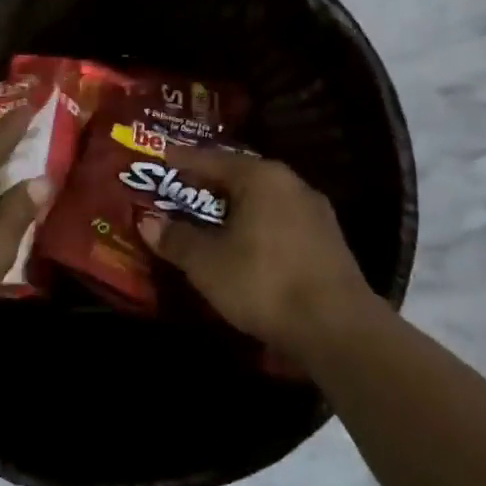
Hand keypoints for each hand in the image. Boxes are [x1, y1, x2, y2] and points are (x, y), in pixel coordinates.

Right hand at [141, 147, 384, 357]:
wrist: (337, 328)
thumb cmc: (263, 282)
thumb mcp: (206, 263)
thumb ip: (176, 238)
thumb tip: (148, 221)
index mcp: (261, 178)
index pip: (212, 159)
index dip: (182, 160)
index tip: (161, 157)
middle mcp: (291, 185)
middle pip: (240, 176)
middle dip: (208, 184)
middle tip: (180, 189)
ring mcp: (315, 213)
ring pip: (262, 200)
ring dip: (233, 208)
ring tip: (208, 218)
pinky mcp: (327, 242)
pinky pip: (279, 221)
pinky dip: (255, 226)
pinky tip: (243, 244)